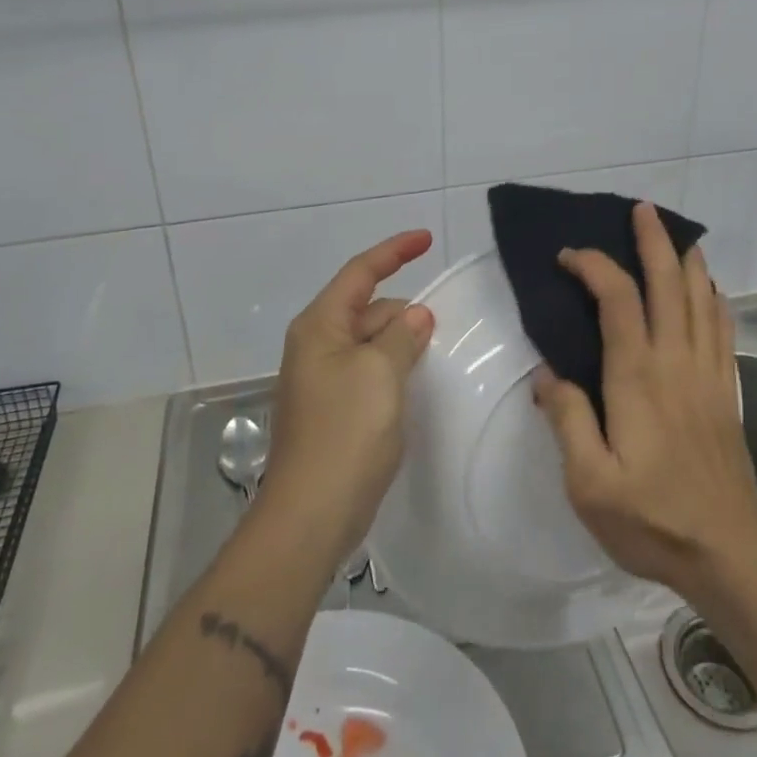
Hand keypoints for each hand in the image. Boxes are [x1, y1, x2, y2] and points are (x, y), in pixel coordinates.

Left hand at [259, 230, 436, 568]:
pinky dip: (394, 369)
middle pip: (368, 308)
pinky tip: (418, 384)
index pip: (360, 272)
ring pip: (371, 343)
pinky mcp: (334, 410)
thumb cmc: (345, 433)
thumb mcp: (381, 374)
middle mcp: (317, 346)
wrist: (310, 517)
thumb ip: (402, 336)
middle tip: (447, 326)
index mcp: (320, 326)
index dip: (394, 251)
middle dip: (404, 310)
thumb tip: (415, 316)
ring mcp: (323, 380)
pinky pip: (370, 372)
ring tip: (439, 354)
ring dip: (402, 342)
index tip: (427, 239)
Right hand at [532, 203, 756, 597]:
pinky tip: (709, 289)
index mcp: (636, 376)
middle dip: (654, 241)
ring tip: (677, 235)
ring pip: (701, 299)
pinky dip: (714, 298)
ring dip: (688, 261)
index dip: (594, 266)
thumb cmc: (652, 519)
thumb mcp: (589, 483)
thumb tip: (545, 374)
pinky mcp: (726, 391)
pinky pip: (722, 329)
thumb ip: (566, 421)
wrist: (728, 552)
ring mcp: (707, 373)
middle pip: (669, 284)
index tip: (568, 257)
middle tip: (642, 210)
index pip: (617, 299)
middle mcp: (675, 361)